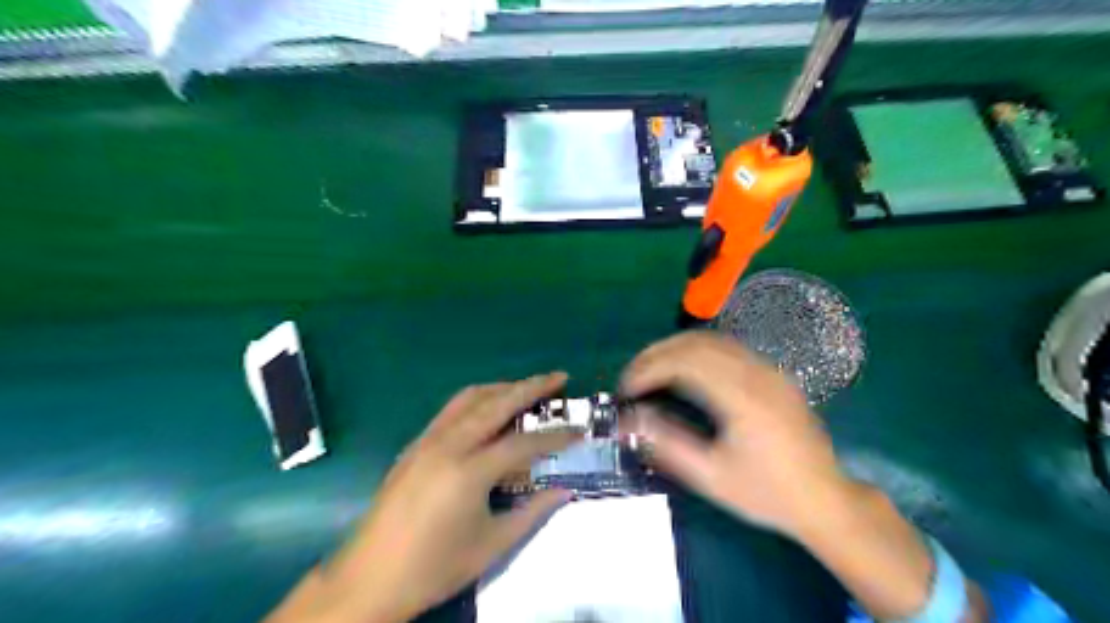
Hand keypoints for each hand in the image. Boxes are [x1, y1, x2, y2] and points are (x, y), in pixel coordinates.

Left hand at [268, 372, 580, 618]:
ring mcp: (427, 440)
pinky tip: (489, 409)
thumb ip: (532, 513)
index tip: (579, 430)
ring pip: (470, 398)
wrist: (369, 579)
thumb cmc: (434, 567)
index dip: (556, 435)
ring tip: (528, 387)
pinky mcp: (414, 445)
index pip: (524, 442)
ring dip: (502, 388)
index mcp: (469, 471)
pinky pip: (451, 410)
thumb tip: (563, 491)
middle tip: (558, 377)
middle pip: (497, 402)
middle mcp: (448, 445)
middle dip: (531, 386)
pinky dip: (477, 400)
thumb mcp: (492, 546)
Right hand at [621, 333, 847, 538]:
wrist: (825, 500)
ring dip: (675, 348)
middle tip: (632, 376)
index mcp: (742, 398)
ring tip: (651, 370)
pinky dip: (697, 350)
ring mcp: (768, 370)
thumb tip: (628, 420)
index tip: (626, 388)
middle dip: (656, 354)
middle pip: (695, 342)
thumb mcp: (711, 476)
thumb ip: (667, 444)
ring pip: (712, 339)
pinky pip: (728, 347)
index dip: (648, 369)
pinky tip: (684, 369)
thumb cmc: (766, 493)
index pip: (684, 362)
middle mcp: (756, 373)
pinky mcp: (774, 374)